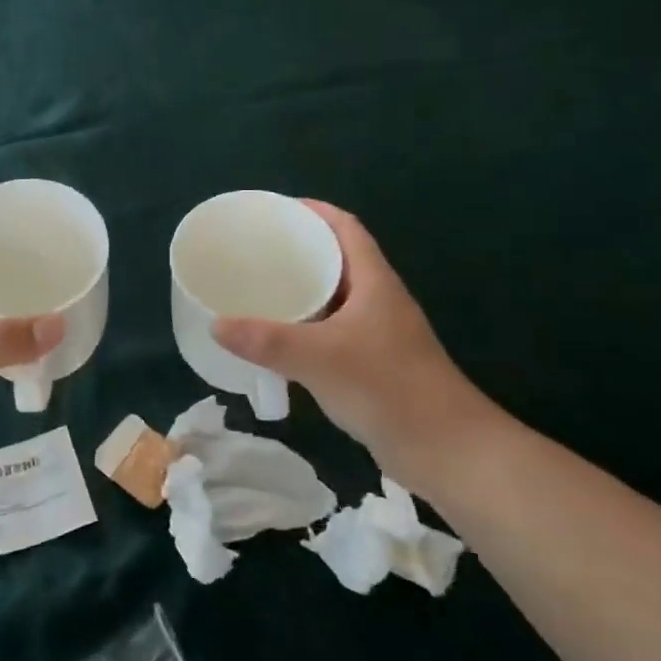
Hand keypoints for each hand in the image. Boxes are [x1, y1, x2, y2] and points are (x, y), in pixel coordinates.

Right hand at [213, 201, 501, 493]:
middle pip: (336, 259)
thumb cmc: (388, 388)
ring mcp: (376, 333)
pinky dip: (303, 326)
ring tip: (257, 288)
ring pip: (332, 297)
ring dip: (300, 290)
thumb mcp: (320, 358)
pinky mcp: (371, 363)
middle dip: (297, 249)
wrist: (444, 449)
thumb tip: (216, 325)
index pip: (345, 228)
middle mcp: (377, 300)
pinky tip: (277, 339)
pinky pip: (330, 330)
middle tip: (253, 250)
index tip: (274, 210)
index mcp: (374, 282)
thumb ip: (267, 341)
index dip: (313, 211)